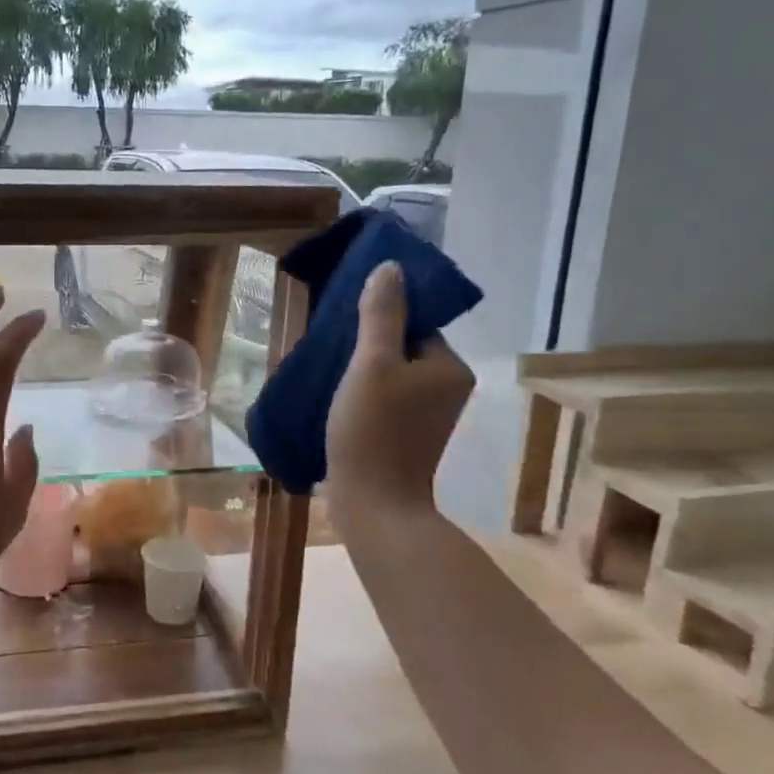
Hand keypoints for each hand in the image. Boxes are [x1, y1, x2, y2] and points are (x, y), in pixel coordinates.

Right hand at [325, 261, 474, 526]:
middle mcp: (446, 388)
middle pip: (400, 348)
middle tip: (329, 352)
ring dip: (359, 371)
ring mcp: (428, 415)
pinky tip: (334, 401)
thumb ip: (380, 315)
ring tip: (326, 375)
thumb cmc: (373, 431)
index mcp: (448, 367)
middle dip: (365, 346)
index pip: (414, 324)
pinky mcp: (407, 435)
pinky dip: (361, 395)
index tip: (343, 327)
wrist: (374, 506)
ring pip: (389, 375)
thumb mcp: (371, 365)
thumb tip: (390, 267)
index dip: (378, 320)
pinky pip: (384, 398)